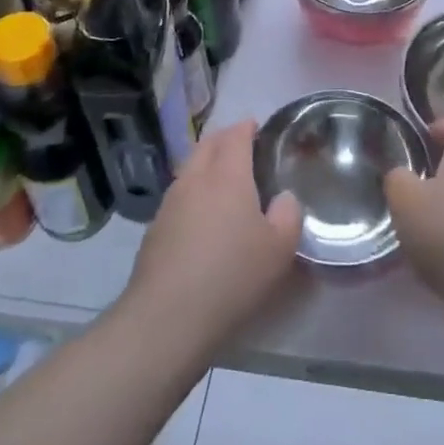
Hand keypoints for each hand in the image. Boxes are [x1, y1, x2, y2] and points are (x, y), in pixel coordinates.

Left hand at [124, 120, 301, 354]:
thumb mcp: (279, 248)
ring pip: (189, 168)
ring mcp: (170, 203)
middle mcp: (195, 179)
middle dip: (225, 138)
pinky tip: (202, 215)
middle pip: (207, 144)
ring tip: (223, 179)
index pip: (235, 135)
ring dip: (206, 163)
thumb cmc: (232, 275)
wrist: (167, 317)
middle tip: (242, 146)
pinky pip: (178, 195)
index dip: (247, 127)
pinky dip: (193, 192)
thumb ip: (288, 214)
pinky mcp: (155, 229)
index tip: (258, 128)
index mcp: (227, 175)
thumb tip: (283, 198)